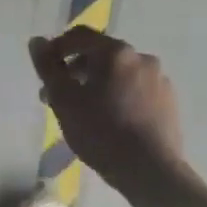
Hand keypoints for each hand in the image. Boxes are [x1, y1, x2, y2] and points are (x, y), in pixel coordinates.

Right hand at [29, 29, 185, 193]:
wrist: (150, 170)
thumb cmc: (101, 132)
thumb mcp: (64, 100)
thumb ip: (48, 68)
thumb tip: (37, 41)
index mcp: (115, 52)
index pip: (80, 36)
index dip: (57, 47)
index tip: (45, 70)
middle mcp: (141, 58)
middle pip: (101, 55)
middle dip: (76, 71)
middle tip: (59, 97)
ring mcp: (159, 79)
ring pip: (120, 74)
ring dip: (98, 85)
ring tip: (85, 112)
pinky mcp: (169, 101)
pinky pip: (137, 90)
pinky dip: (119, 97)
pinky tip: (112, 121)